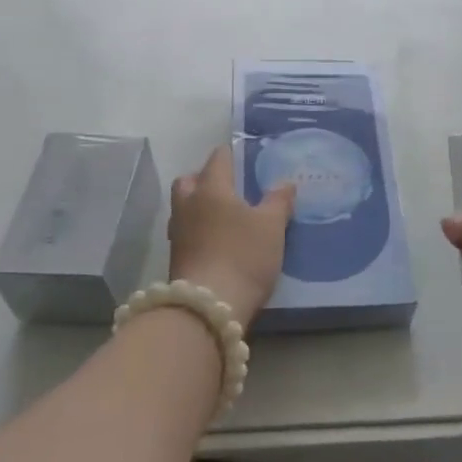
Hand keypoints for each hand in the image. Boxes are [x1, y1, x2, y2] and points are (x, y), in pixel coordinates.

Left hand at [167, 145, 295, 328]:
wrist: (208, 308)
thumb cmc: (243, 256)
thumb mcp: (272, 227)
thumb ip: (279, 201)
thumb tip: (285, 182)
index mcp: (211, 188)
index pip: (218, 158)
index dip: (233, 154)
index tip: (247, 158)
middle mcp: (188, 204)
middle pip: (190, 179)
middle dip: (206, 178)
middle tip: (230, 187)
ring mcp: (178, 232)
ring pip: (184, 206)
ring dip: (200, 205)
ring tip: (225, 216)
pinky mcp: (175, 257)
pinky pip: (186, 231)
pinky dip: (198, 230)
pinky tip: (217, 241)